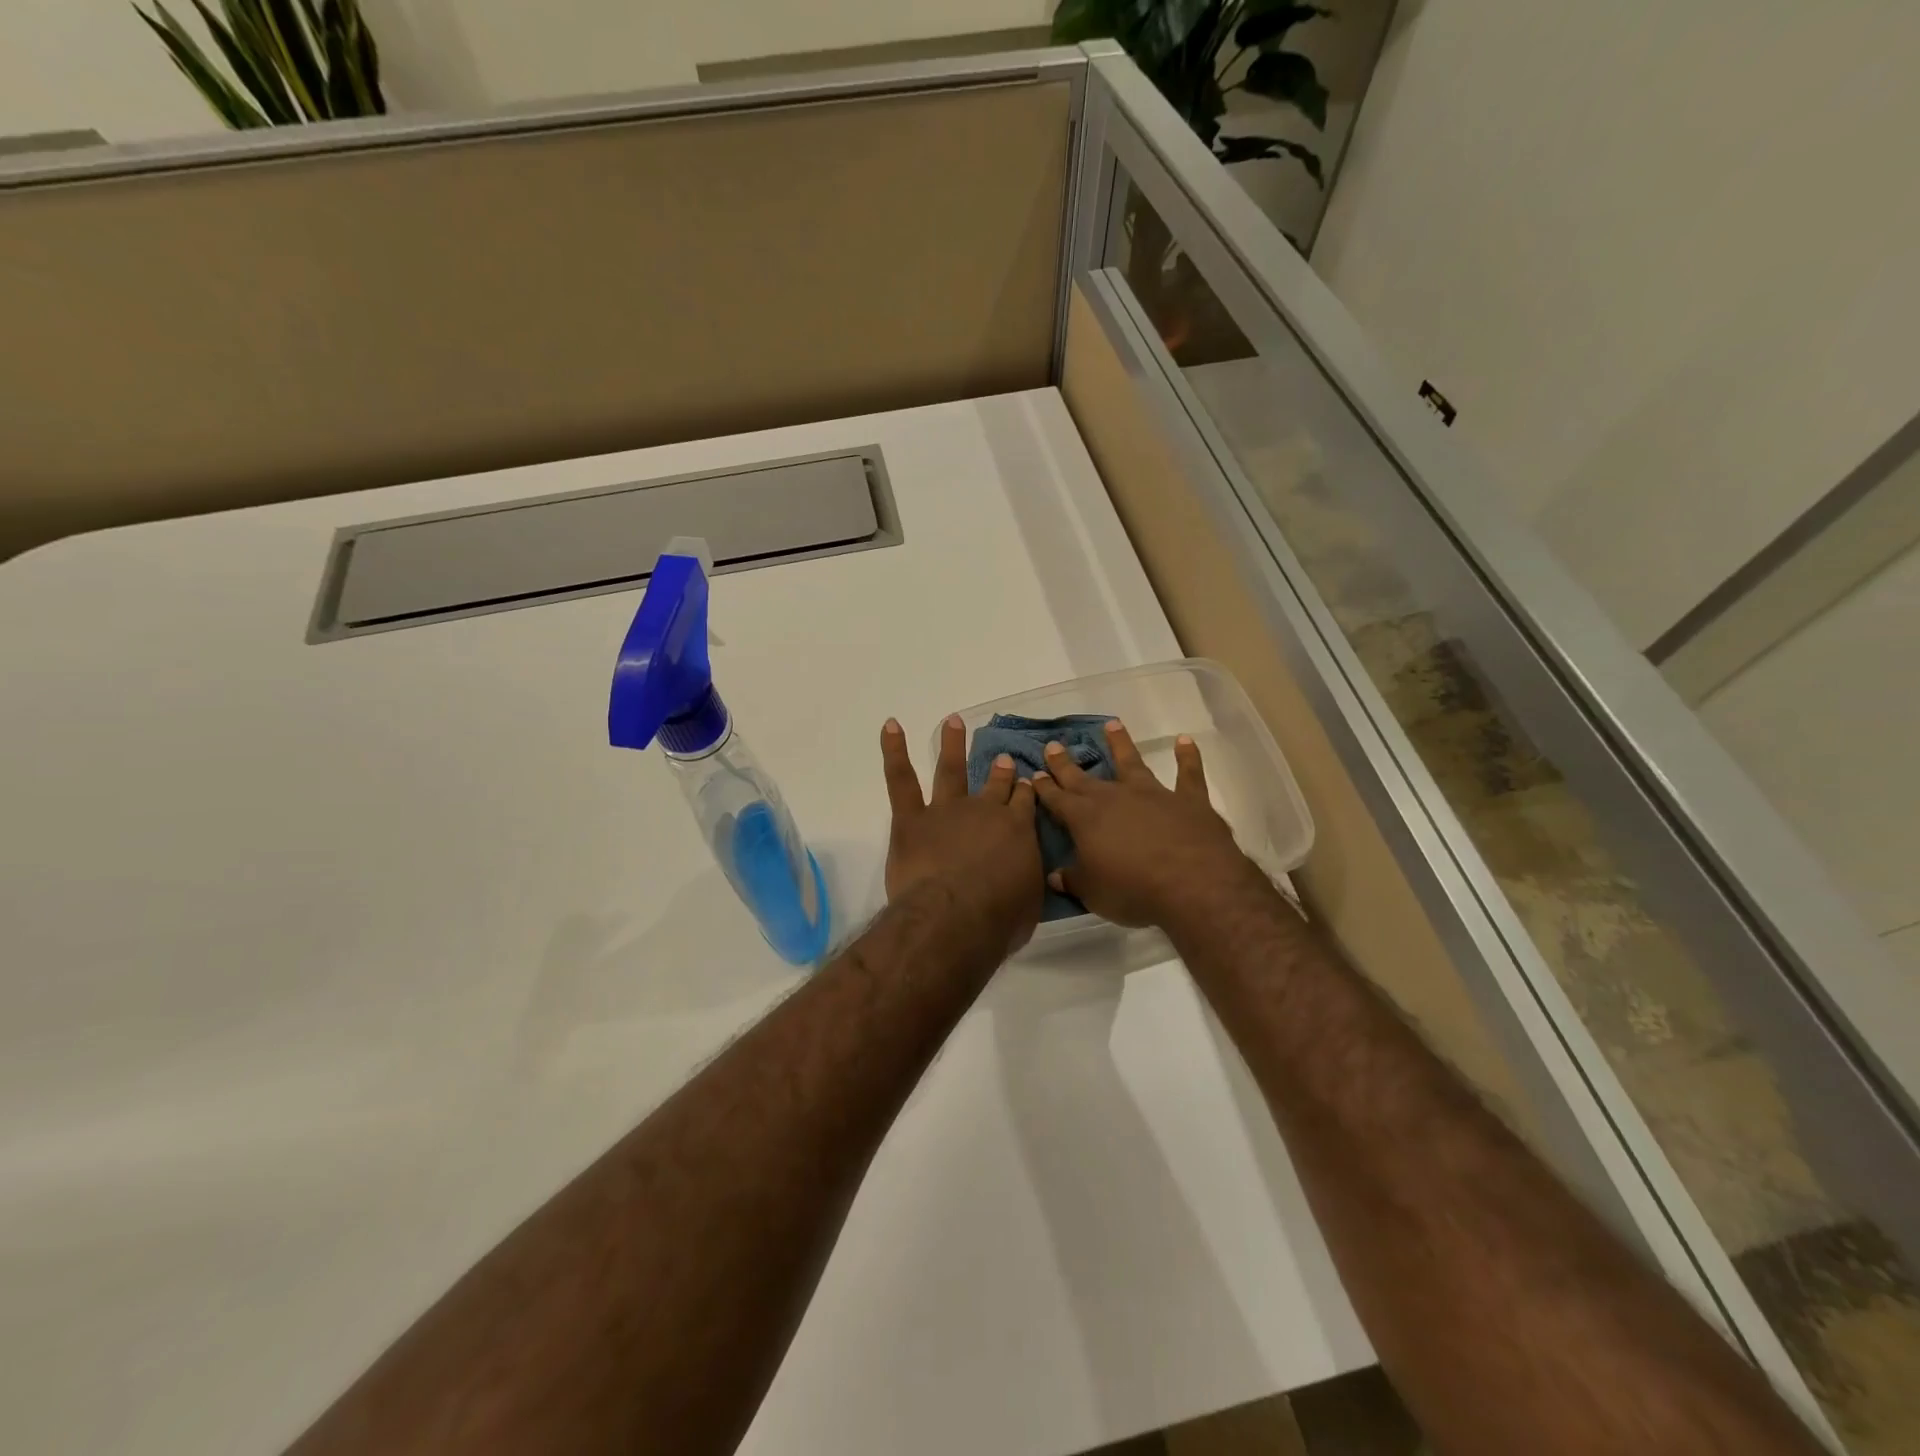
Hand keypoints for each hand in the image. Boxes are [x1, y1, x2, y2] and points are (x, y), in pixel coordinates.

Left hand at [881, 715, 1043, 954]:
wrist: (955, 917)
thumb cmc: (998, 920)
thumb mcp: (1029, 903)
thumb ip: (1027, 881)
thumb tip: (1025, 875)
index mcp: (1017, 831)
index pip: (1023, 803)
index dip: (1024, 791)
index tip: (1025, 781)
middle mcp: (984, 811)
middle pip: (994, 786)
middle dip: (1000, 771)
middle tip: (1002, 758)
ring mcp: (946, 811)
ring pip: (950, 771)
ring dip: (951, 744)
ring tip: (953, 721)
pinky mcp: (911, 819)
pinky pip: (901, 779)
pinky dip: (894, 751)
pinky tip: (890, 727)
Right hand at [1031, 721, 1257, 929]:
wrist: (1192, 883)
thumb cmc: (1133, 890)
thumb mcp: (1093, 893)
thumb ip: (1073, 880)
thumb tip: (1054, 875)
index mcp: (1085, 819)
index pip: (1058, 799)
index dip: (1045, 788)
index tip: (1034, 774)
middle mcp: (1115, 798)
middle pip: (1084, 777)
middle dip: (1065, 763)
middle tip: (1053, 745)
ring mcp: (1153, 794)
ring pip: (1132, 763)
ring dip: (1121, 744)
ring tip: (1112, 724)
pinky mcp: (1188, 800)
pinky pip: (1188, 774)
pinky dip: (1187, 757)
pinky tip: (1185, 741)